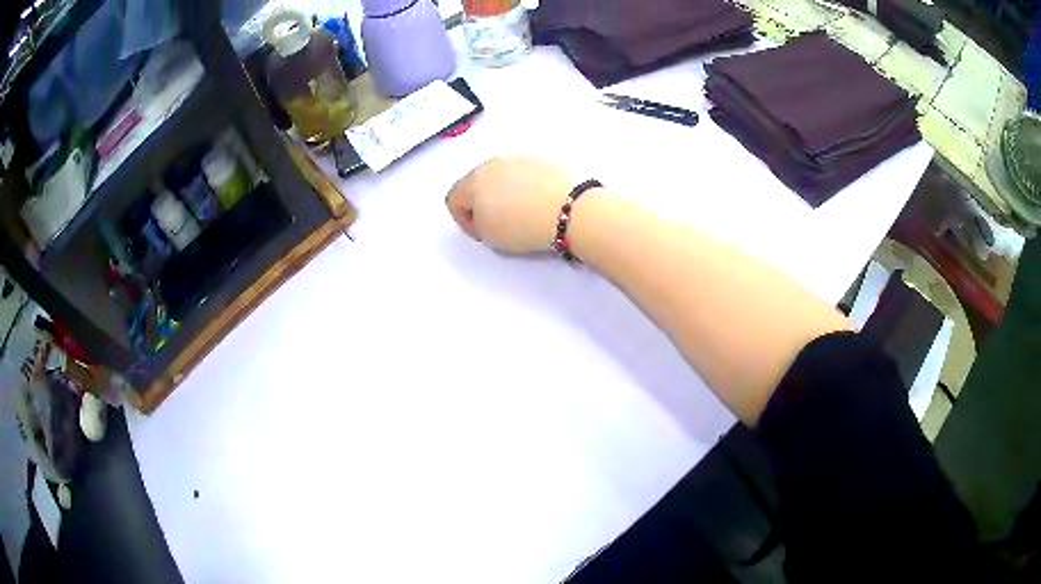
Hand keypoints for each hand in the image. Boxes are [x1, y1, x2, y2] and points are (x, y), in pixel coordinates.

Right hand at [446, 156, 573, 254]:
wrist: (566, 211)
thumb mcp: (489, 236)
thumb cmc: (526, 224)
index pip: (453, 198)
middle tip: (495, 223)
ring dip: (503, 193)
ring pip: (500, 176)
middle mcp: (492, 165)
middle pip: (475, 183)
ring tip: (519, 214)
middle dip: (481, 202)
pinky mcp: (539, 161)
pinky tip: (535, 204)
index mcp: (473, 181)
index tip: (479, 232)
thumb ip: (477, 224)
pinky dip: (524, 187)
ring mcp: (517, 160)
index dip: (462, 220)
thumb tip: (482, 218)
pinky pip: (523, 174)